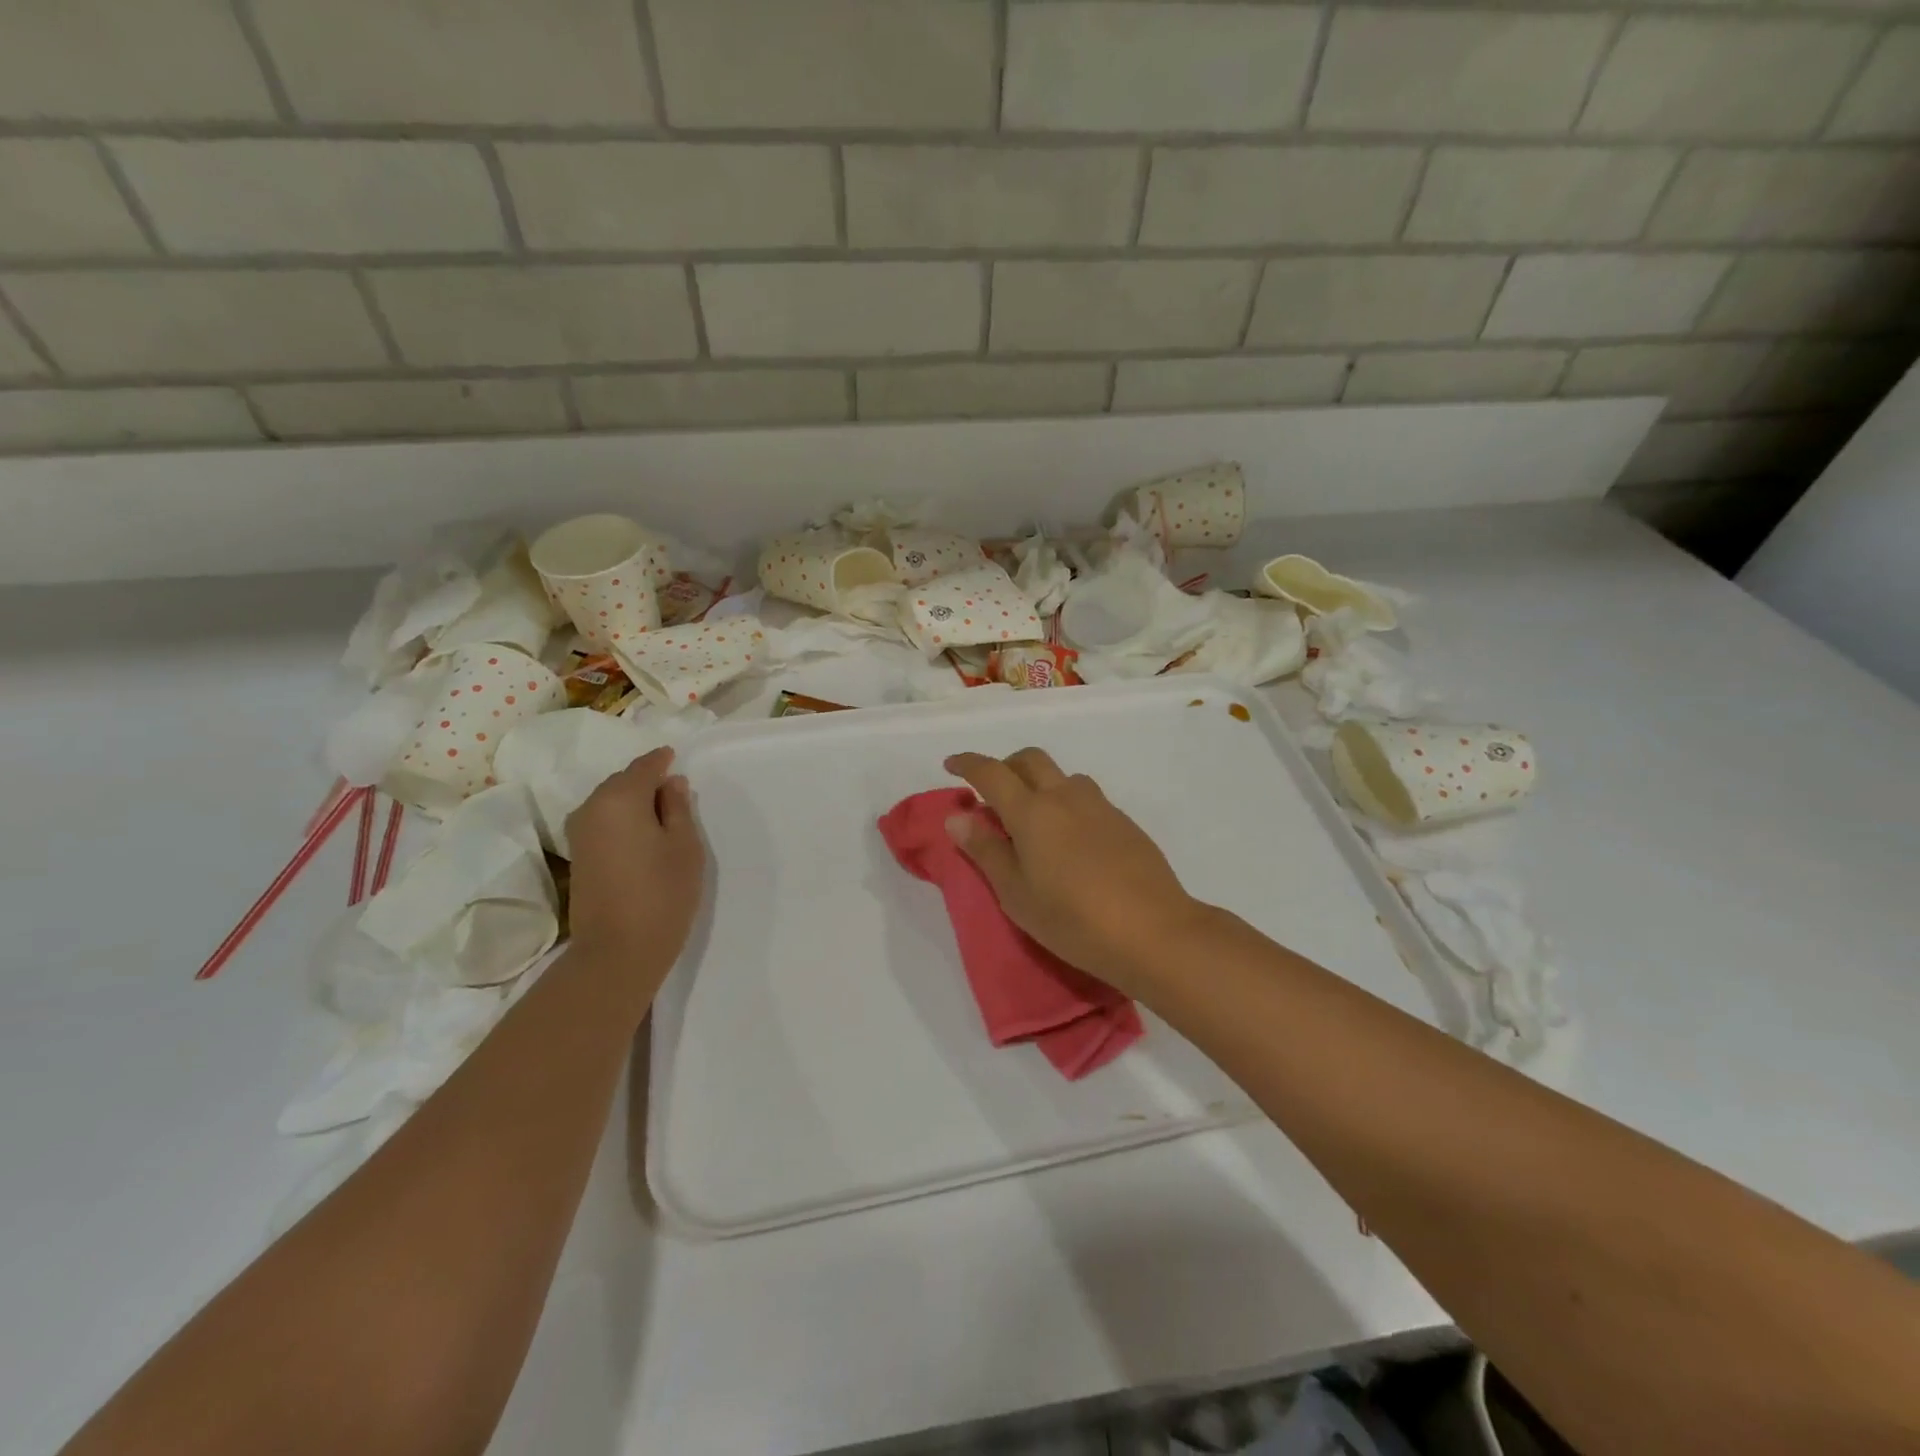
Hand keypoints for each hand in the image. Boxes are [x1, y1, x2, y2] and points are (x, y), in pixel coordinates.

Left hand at [564, 747, 704, 994]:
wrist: (617, 952)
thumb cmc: (662, 893)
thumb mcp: (685, 846)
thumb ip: (678, 807)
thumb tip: (670, 783)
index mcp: (620, 798)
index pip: (644, 766)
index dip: (662, 761)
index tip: (677, 758)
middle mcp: (591, 808)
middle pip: (623, 781)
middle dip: (647, 781)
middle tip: (675, 790)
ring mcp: (579, 833)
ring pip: (610, 802)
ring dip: (634, 802)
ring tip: (663, 814)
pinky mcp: (578, 856)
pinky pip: (603, 821)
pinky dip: (622, 819)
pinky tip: (643, 833)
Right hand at [944, 748, 1208, 996]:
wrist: (1154, 932)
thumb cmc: (1073, 920)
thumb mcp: (1016, 894)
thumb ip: (985, 851)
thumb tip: (957, 817)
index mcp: (1032, 811)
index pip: (991, 772)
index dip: (967, 763)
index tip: (950, 765)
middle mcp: (1065, 797)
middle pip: (1030, 759)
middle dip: (1005, 765)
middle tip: (991, 792)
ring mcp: (1100, 806)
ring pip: (1062, 776)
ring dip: (1040, 783)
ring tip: (1033, 820)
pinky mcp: (1124, 822)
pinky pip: (1086, 798)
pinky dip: (1066, 803)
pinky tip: (1070, 841)